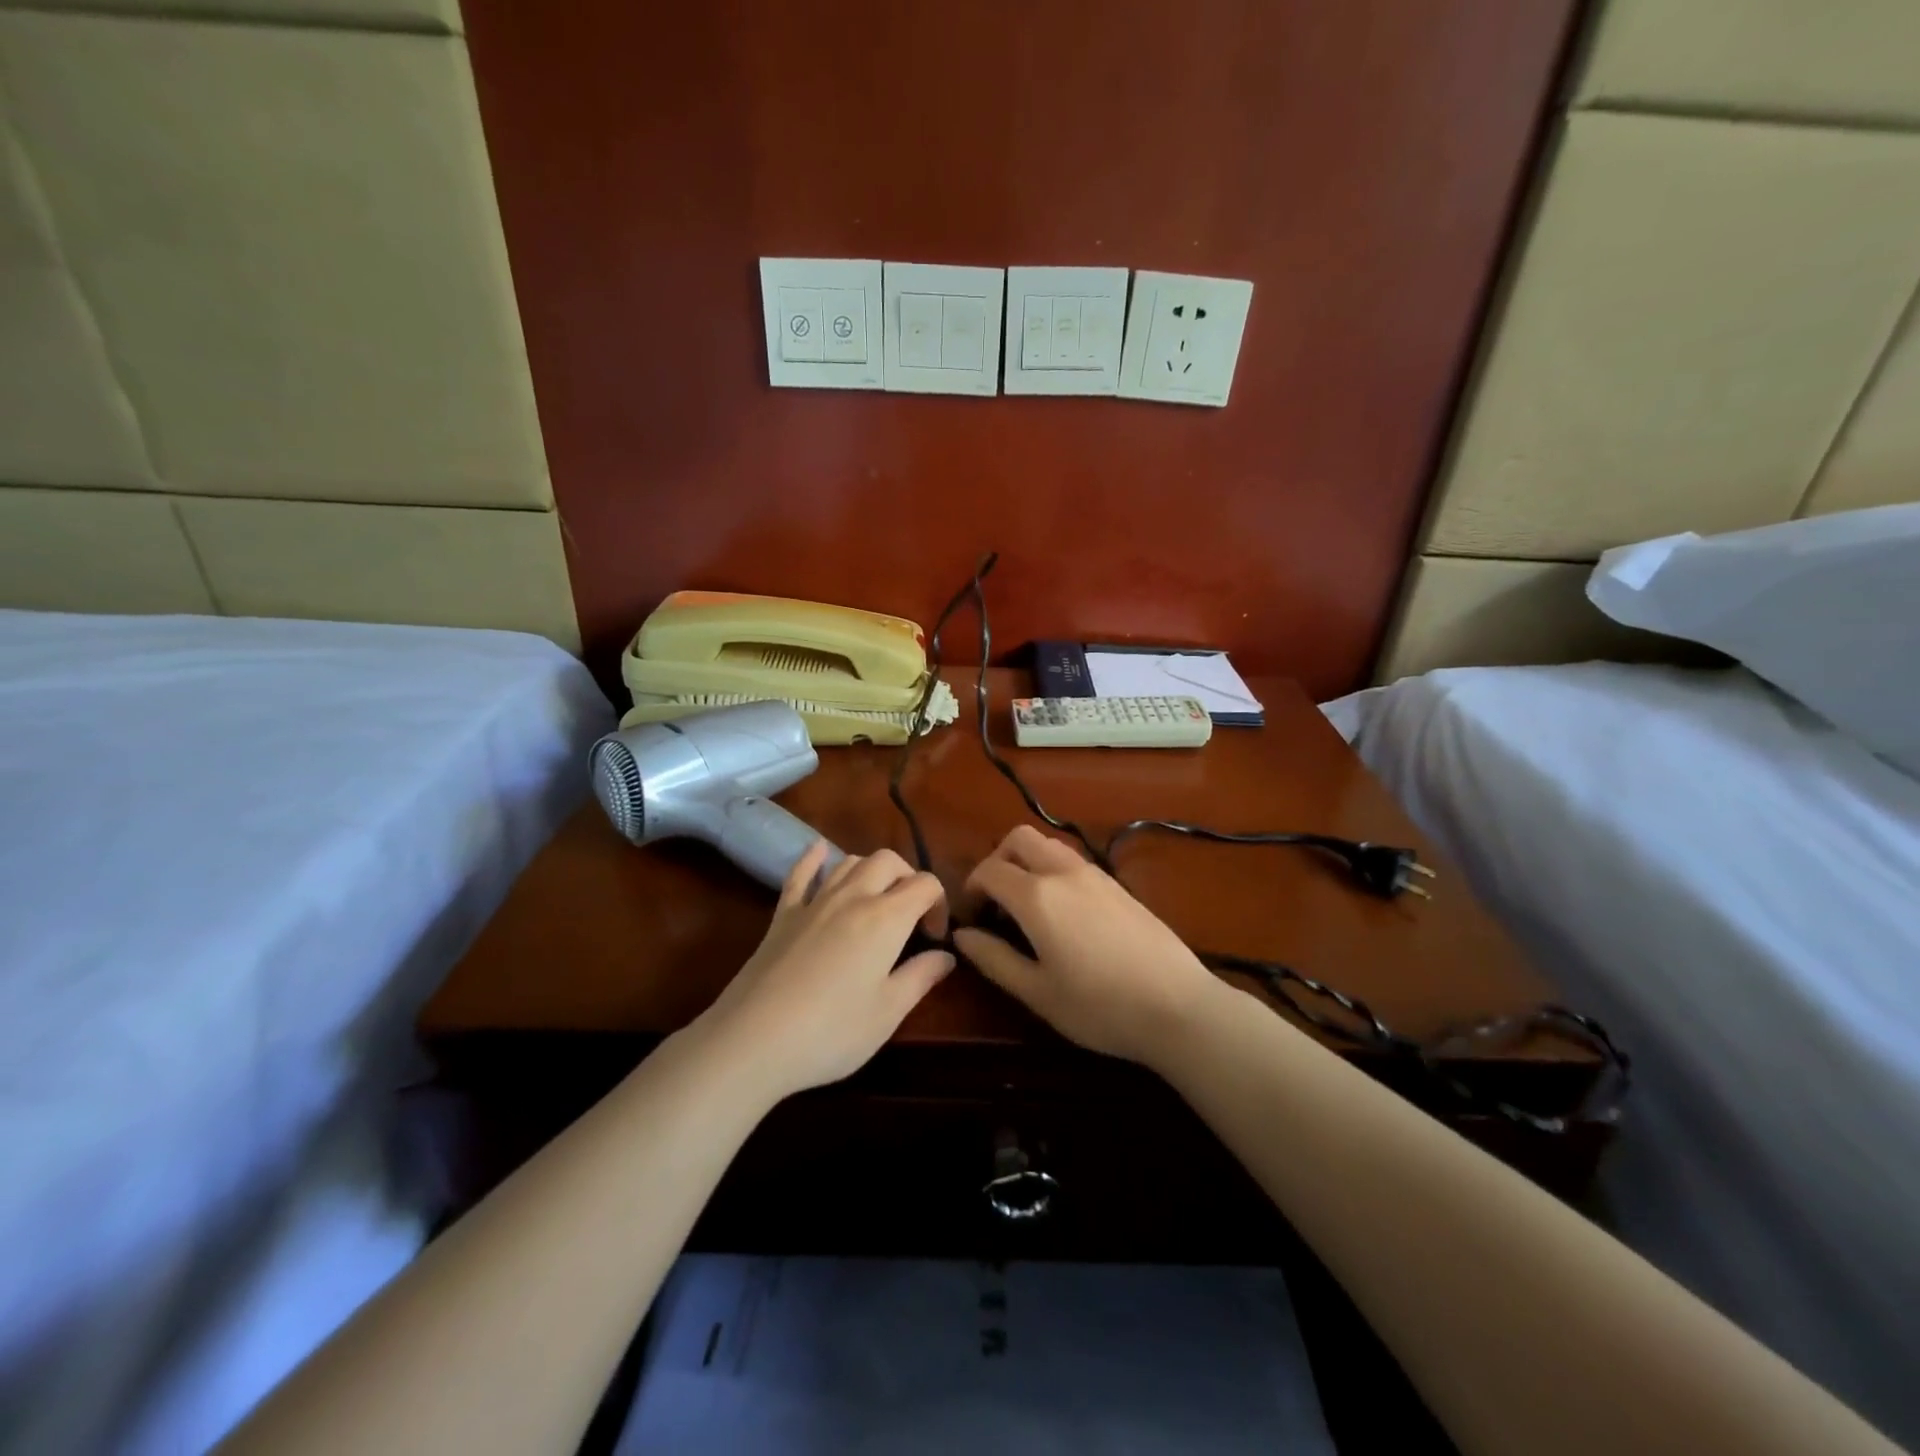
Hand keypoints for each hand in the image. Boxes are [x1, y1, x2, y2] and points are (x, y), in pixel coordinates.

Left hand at [693, 842, 953, 1100]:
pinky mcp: (783, 914)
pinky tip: (819, 851)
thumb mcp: (889, 1012)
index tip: (933, 938)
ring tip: (876, 899)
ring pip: (849, 861)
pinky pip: (800, 874)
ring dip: (870, 870)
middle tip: (910, 915)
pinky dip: (813, 858)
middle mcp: (853, 896)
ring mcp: (814, 901)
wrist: (754, 1039)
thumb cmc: (832, 1031)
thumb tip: (946, 955)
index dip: (939, 904)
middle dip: (908, 878)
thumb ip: (922, 976)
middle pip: (888, 861)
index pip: (925, 884)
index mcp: (886, 917)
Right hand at [954, 825, 1218, 1065]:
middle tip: (995, 901)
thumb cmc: (1099, 1006)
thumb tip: (962, 935)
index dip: (971, 888)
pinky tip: (1063, 913)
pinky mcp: (1118, 884)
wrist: (1178, 1005)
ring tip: (1027, 906)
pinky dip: (1053, 871)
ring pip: (1049, 845)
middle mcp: (1064, 872)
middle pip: (1018, 838)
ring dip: (1027, 862)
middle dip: (997, 860)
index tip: (971, 916)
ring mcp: (1095, 874)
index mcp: (1037, 895)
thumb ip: (994, 958)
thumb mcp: (1037, 991)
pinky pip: (1073, 861)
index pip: (989, 870)